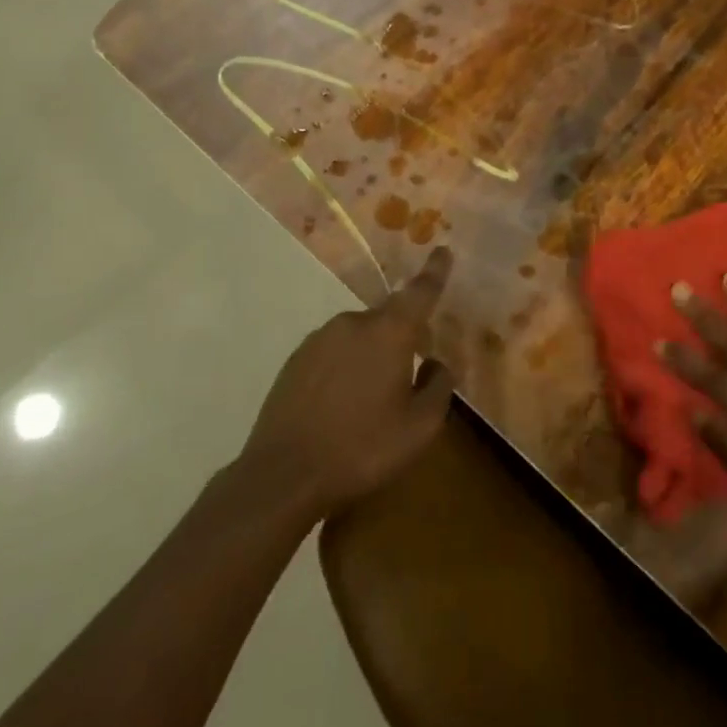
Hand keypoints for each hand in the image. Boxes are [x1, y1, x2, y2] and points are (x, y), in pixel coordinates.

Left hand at [242, 247, 456, 515]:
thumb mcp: (419, 429)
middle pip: (388, 319)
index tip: (443, 250)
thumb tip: (435, 363)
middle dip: (402, 338)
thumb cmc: (362, 449)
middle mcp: (354, 323)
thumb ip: (438, 388)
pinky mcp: (296, 359)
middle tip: (407, 374)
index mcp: (389, 332)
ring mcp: (320, 338)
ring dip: (371, 356)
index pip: (420, 292)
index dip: (435, 271)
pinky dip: (344, 368)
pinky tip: (341, 405)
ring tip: (370, 400)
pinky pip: (333, 352)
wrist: (283, 476)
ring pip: (359, 337)